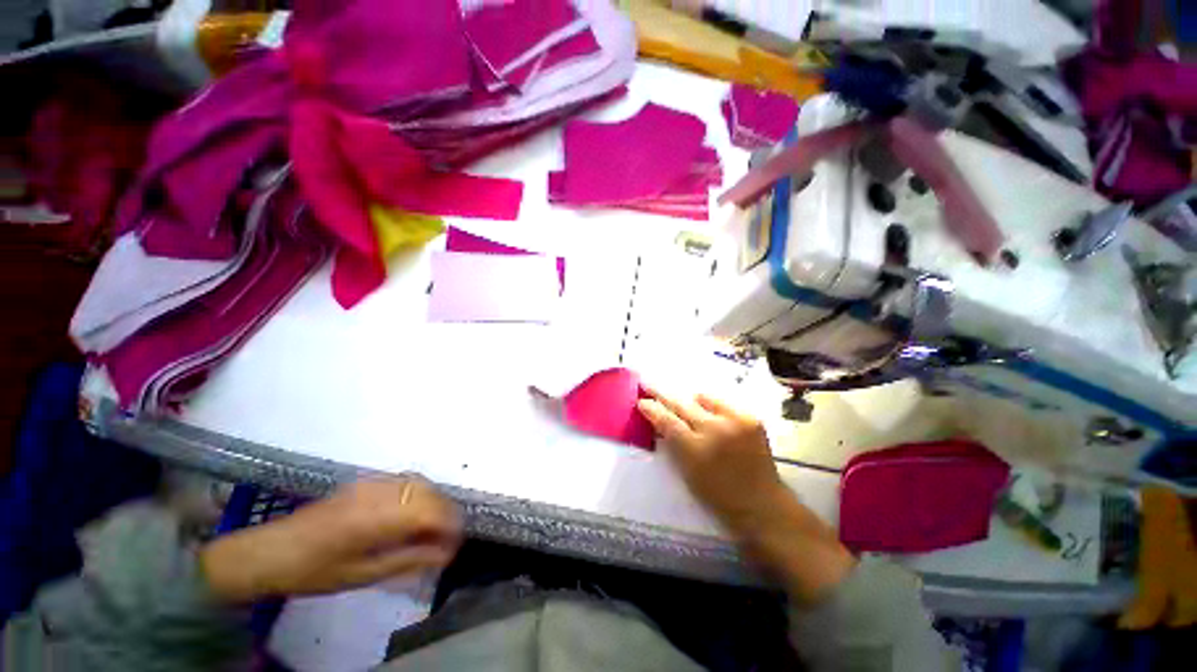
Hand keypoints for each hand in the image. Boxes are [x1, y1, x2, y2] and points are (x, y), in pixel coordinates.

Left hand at [200, 478, 460, 603]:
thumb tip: (445, 554)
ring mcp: (373, 482)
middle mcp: (379, 492)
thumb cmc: (314, 572)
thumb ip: (408, 560)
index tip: (458, 543)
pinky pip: (405, 480)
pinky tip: (415, 510)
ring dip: (435, 501)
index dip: (450, 524)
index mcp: (375, 518)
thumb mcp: (362, 575)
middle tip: (448, 537)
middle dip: (447, 512)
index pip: (429, 511)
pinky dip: (420, 492)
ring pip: (420, 482)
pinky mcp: (367, 480)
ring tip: (435, 525)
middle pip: (429, 492)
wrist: (270, 551)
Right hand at [638, 390, 854, 603]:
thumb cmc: (718, 496)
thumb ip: (673, 444)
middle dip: (662, 394)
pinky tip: (711, 415)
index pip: (666, 421)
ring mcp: (735, 421)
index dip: (651, 409)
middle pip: (681, 404)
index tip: (641, 400)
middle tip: (649, 384)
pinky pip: (722, 403)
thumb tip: (660, 420)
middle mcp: (714, 430)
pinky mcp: (750, 418)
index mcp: (695, 449)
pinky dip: (712, 406)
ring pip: (702, 397)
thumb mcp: (687, 473)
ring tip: (689, 409)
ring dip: (691, 402)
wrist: (762, 505)